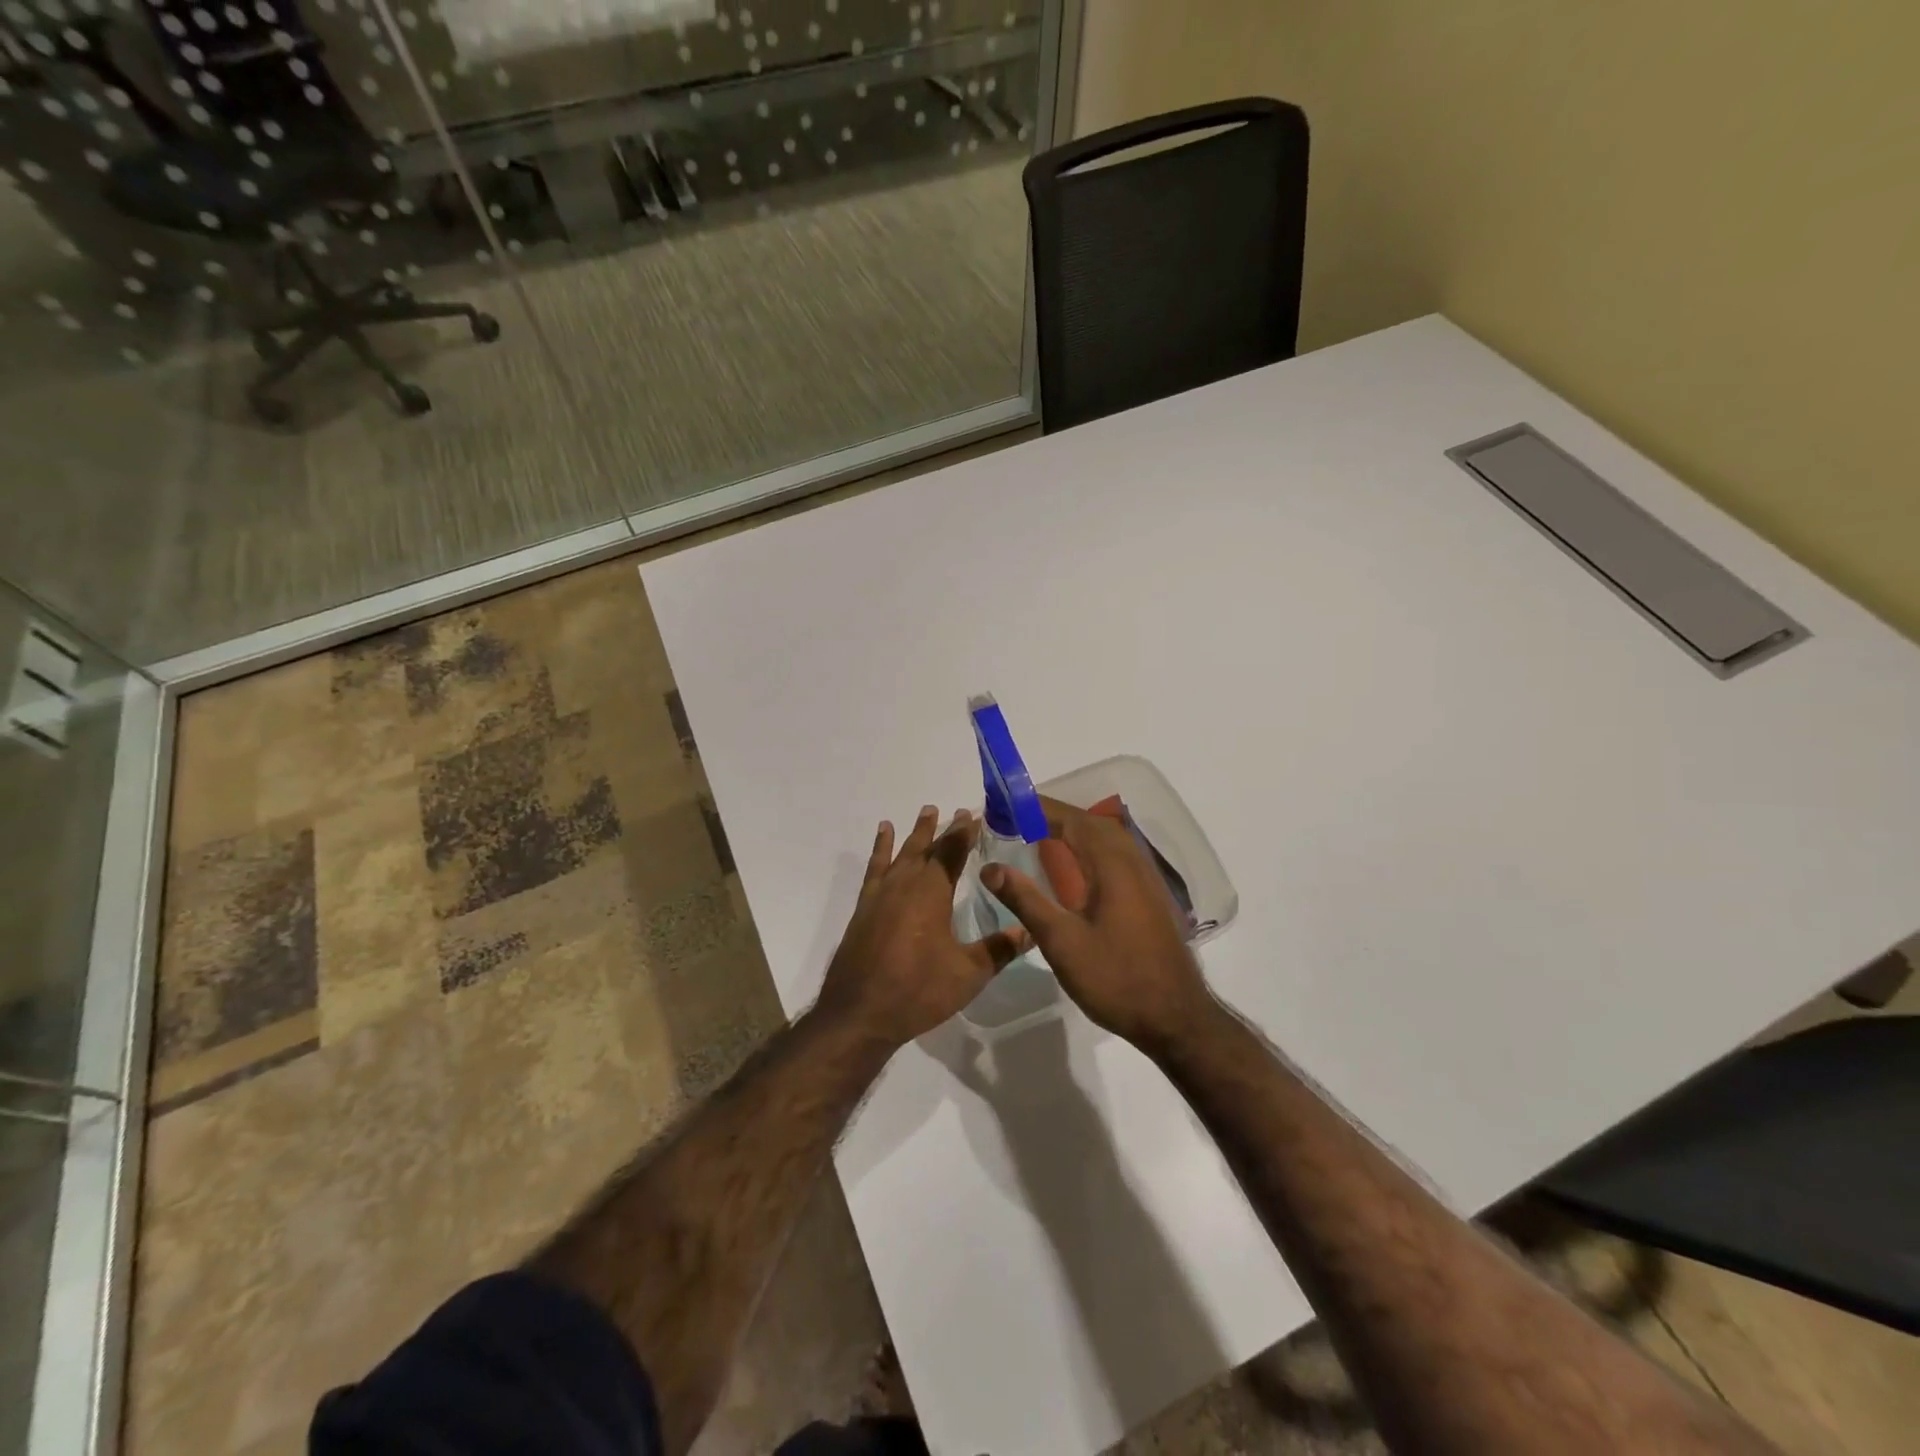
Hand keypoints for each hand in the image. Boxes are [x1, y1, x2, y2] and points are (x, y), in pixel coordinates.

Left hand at [817, 806, 1030, 1048]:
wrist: (859, 1014)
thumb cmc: (918, 992)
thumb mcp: (968, 974)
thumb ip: (1000, 949)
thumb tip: (1032, 930)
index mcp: (932, 892)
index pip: (953, 852)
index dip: (966, 833)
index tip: (977, 815)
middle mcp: (906, 884)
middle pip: (928, 848)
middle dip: (945, 829)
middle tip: (959, 811)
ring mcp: (881, 894)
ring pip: (902, 853)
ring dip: (916, 833)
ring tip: (927, 811)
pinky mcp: (865, 908)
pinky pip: (875, 868)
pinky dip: (881, 848)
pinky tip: (884, 835)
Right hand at [983, 798, 1216, 1053]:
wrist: (1175, 1018)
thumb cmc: (1115, 979)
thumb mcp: (1061, 942)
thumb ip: (1026, 900)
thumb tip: (990, 868)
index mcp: (1112, 866)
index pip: (1073, 821)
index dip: (1041, 808)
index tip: (1009, 803)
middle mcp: (1133, 863)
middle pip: (1093, 823)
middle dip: (1056, 814)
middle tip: (1019, 816)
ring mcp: (1146, 879)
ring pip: (1108, 838)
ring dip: (1075, 828)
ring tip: (1042, 832)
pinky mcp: (1150, 897)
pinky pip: (1117, 854)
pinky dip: (1091, 846)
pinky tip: (1078, 864)